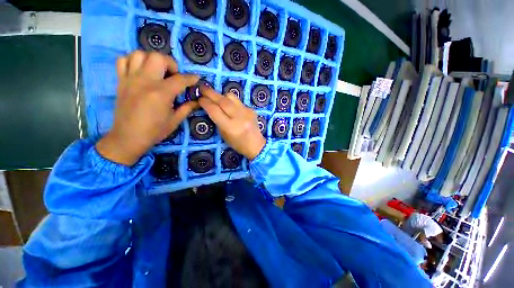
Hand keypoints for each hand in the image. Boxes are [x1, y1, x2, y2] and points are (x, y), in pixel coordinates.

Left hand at [96, 51, 199, 165]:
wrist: (128, 137)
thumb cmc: (155, 131)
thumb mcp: (175, 121)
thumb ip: (187, 108)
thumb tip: (198, 101)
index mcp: (161, 94)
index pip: (180, 79)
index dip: (191, 78)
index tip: (196, 78)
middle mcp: (145, 82)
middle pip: (158, 57)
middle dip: (170, 63)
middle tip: (174, 75)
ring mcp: (130, 79)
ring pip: (139, 54)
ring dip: (152, 59)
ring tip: (157, 71)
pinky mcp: (121, 81)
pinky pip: (123, 60)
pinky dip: (133, 60)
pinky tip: (141, 71)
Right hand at [198, 87, 265, 159]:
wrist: (256, 145)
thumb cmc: (238, 144)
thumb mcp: (224, 135)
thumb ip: (217, 120)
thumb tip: (210, 106)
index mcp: (231, 127)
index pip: (215, 110)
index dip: (205, 103)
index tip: (200, 99)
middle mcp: (239, 118)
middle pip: (222, 100)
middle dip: (210, 93)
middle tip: (203, 88)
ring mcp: (247, 112)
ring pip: (231, 96)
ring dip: (221, 95)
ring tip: (217, 98)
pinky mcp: (251, 109)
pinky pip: (238, 101)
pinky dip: (231, 102)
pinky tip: (230, 107)